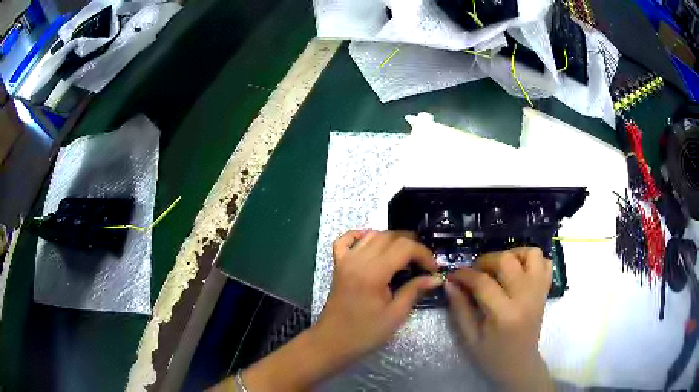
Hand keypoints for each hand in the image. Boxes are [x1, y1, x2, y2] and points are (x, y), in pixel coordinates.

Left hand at [312, 230, 441, 365]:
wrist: (333, 341)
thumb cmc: (365, 333)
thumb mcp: (395, 315)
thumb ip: (414, 290)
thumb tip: (435, 277)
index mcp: (373, 273)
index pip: (404, 247)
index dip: (423, 253)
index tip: (433, 268)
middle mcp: (357, 260)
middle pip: (389, 237)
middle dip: (411, 244)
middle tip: (423, 262)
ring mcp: (345, 260)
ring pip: (372, 235)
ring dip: (391, 240)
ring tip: (405, 256)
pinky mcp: (338, 264)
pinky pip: (346, 240)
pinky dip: (360, 235)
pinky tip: (373, 243)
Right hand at [444, 247, 553, 391]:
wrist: (519, 364)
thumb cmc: (492, 356)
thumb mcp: (469, 338)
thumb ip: (460, 308)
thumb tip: (450, 283)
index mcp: (504, 314)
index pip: (483, 282)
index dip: (464, 274)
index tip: (453, 275)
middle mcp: (525, 298)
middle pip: (507, 260)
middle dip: (486, 260)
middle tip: (476, 271)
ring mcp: (538, 292)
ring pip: (531, 254)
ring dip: (513, 254)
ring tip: (500, 267)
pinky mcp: (545, 291)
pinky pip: (545, 263)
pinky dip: (532, 261)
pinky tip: (519, 271)